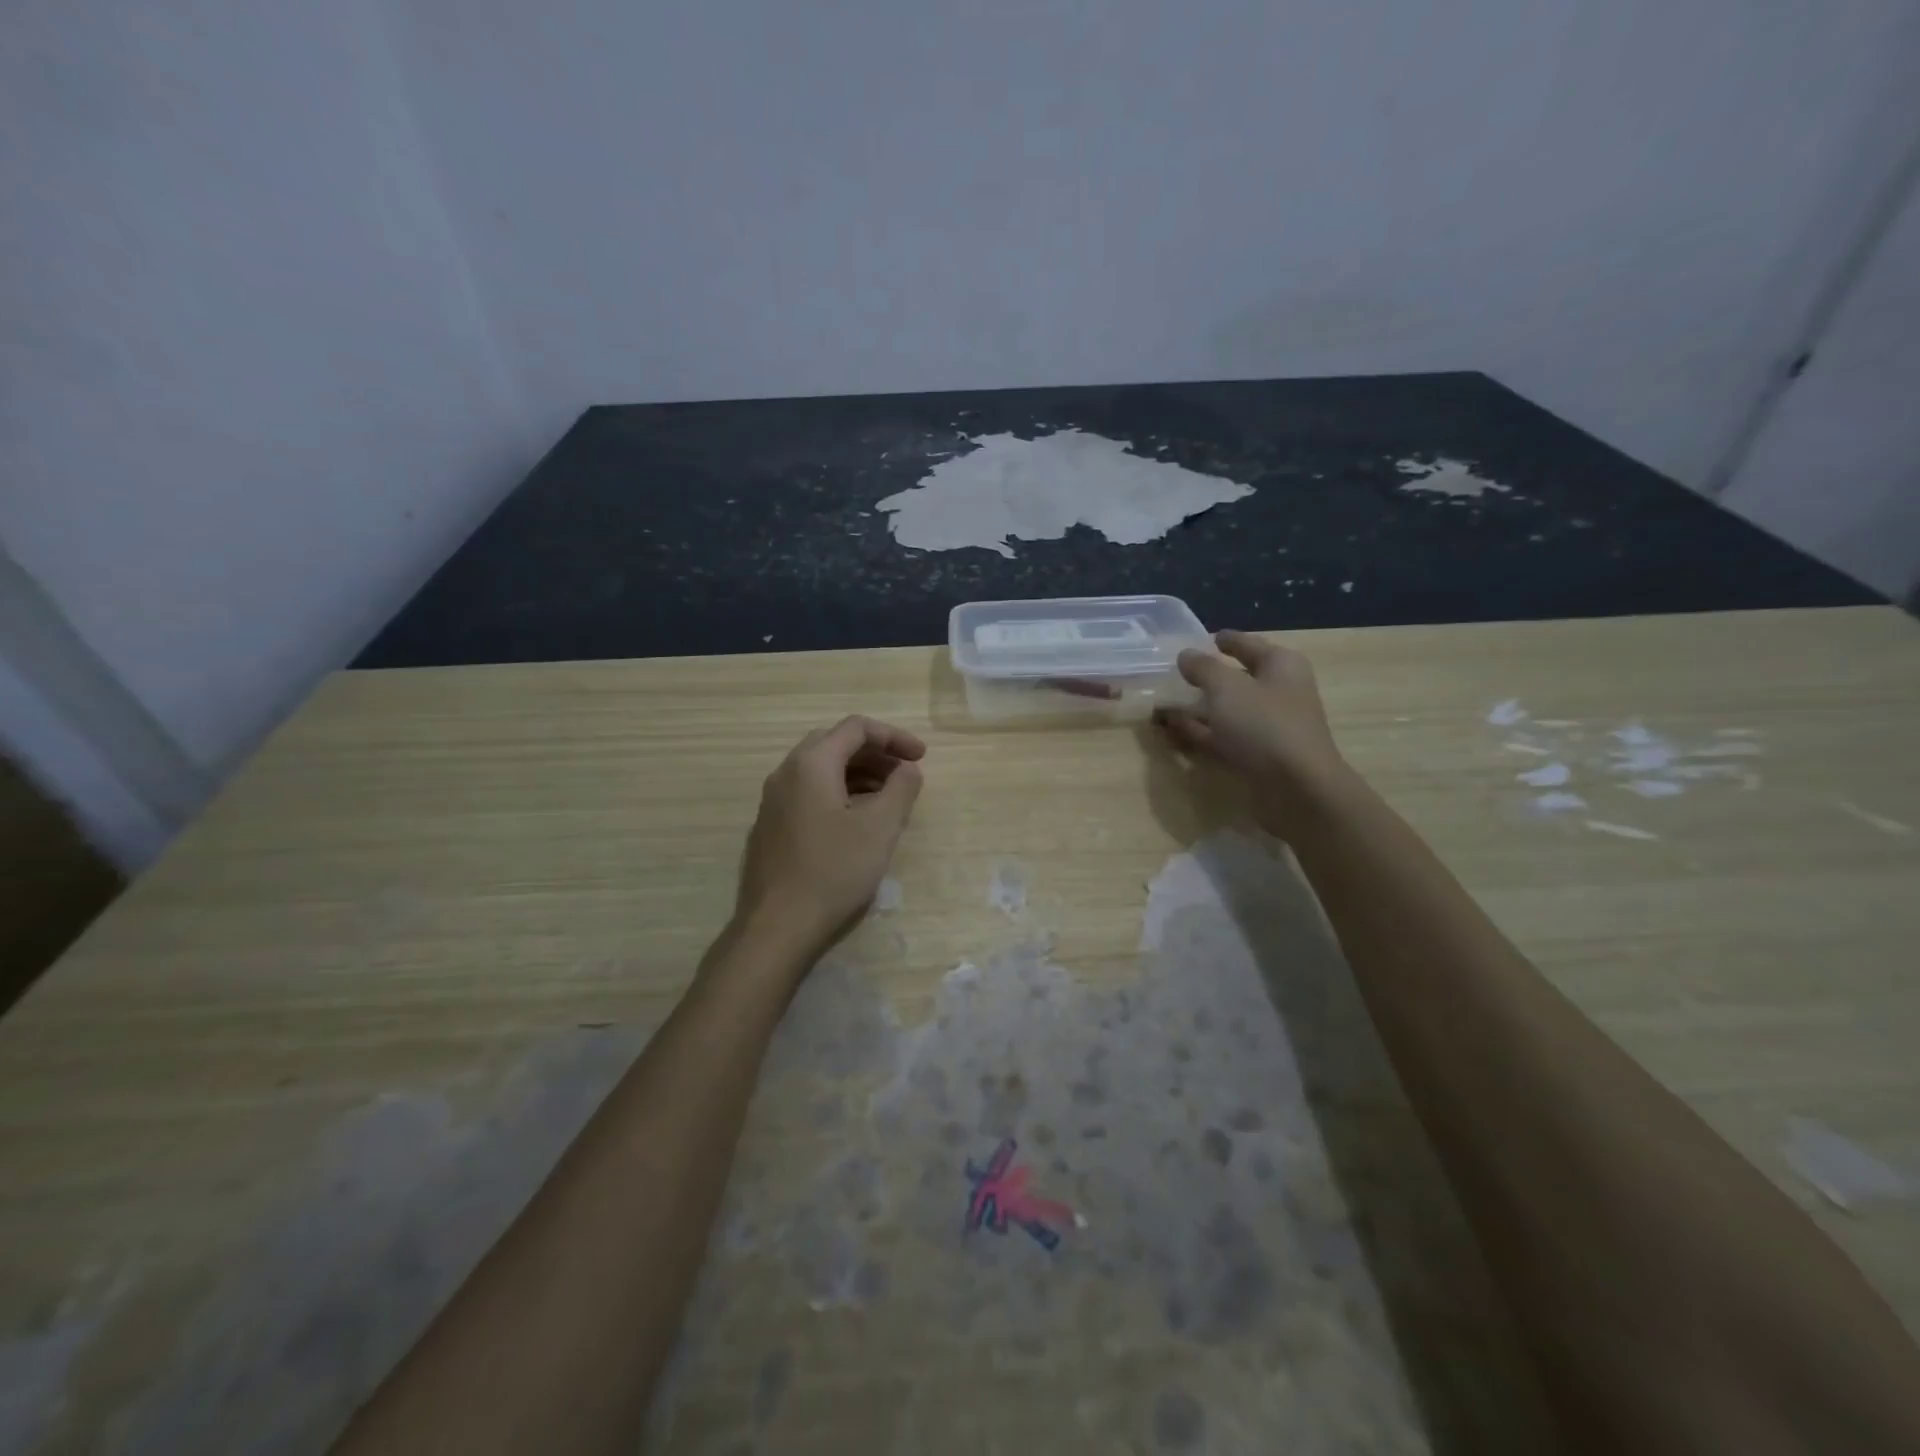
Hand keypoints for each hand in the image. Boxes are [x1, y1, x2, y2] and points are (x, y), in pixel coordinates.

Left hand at [734, 716, 925, 956]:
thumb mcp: (880, 827)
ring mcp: (774, 801)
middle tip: (904, 774)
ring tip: (888, 798)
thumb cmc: (833, 871)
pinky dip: (838, 792)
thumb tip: (908, 769)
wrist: (777, 926)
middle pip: (835, 743)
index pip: (856, 728)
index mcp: (811, 763)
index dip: (894, 737)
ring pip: (821, 769)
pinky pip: (809, 793)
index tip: (921, 758)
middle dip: (875, 753)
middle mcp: (786, 772)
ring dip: (858, 774)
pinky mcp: (771, 826)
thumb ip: (901, 788)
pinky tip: (856, 822)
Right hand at [1154, 630, 1349, 833]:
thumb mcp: (1226, 688)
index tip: (1204, 638)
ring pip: (1226, 710)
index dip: (1226, 640)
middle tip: (1174, 673)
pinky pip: (1222, 737)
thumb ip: (1203, 668)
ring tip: (1161, 705)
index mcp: (1280, 665)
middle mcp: (1277, 692)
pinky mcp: (1256, 755)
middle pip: (1237, 678)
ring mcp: (1267, 726)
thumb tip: (1186, 655)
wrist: (1296, 788)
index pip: (1248, 644)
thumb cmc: (1264, 725)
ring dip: (1196, 708)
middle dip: (1206, 677)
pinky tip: (1171, 730)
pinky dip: (1198, 732)